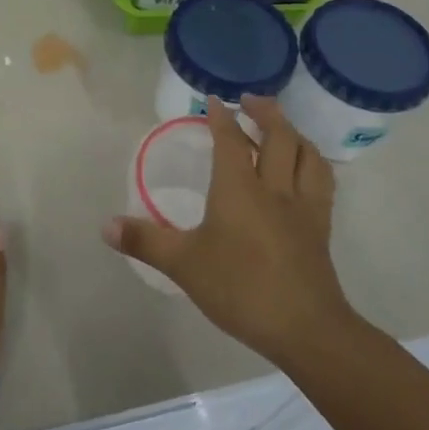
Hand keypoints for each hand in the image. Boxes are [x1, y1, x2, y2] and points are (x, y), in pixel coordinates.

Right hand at [105, 96, 355, 365]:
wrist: (306, 329)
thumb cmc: (241, 288)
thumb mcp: (183, 265)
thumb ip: (145, 241)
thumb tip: (105, 225)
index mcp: (239, 189)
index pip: (231, 140)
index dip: (221, 117)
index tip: (213, 101)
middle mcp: (275, 188)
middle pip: (279, 137)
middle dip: (265, 112)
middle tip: (250, 100)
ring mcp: (304, 208)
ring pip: (308, 156)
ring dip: (294, 134)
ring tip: (282, 128)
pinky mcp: (321, 229)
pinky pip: (322, 183)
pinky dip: (312, 164)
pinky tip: (305, 172)